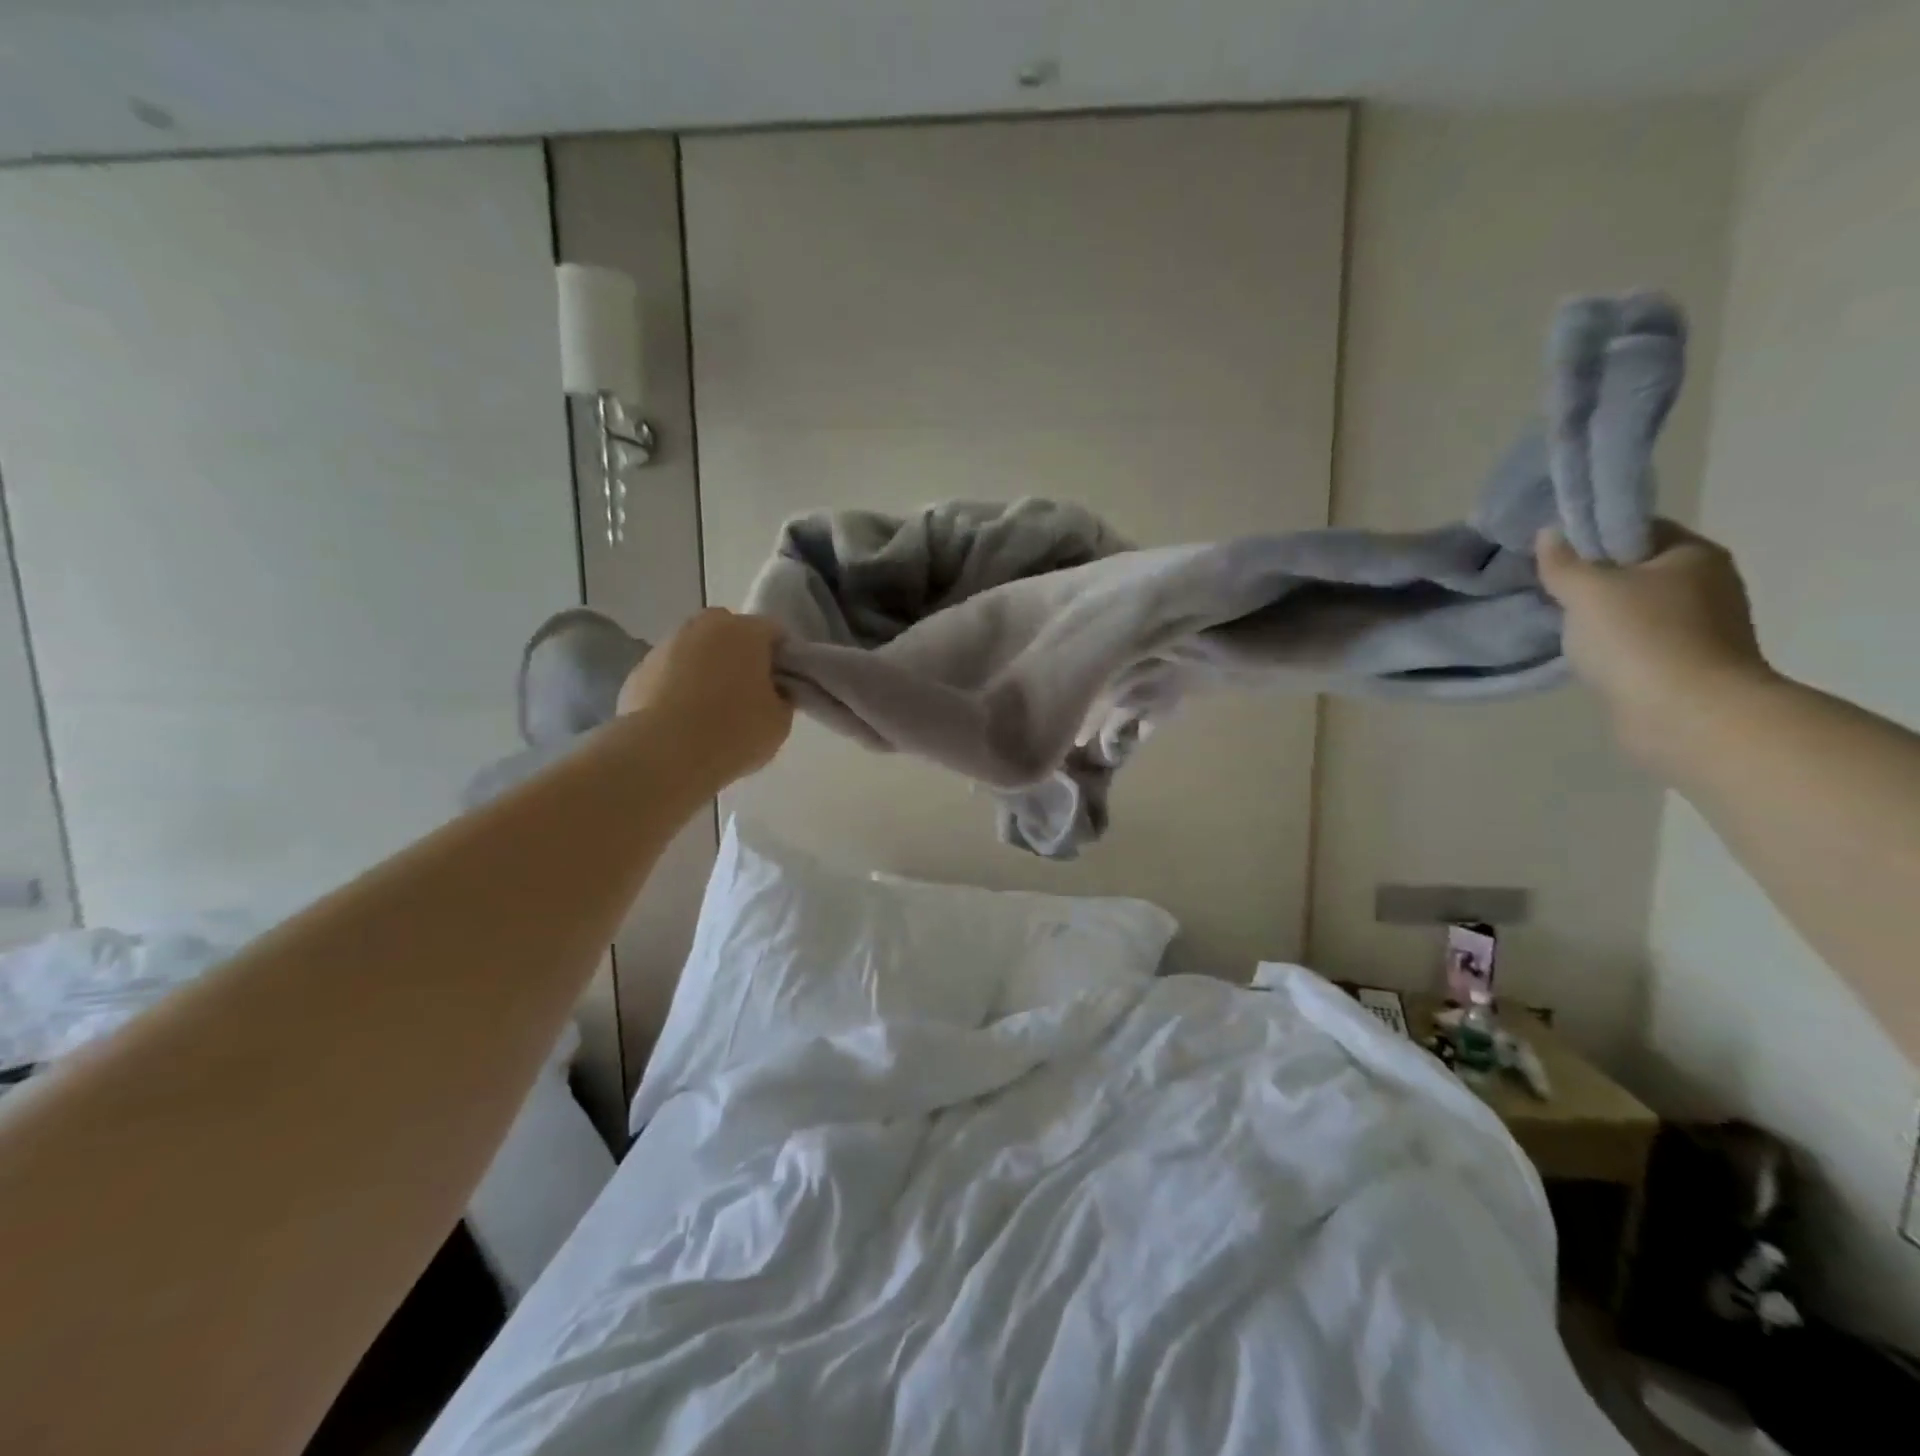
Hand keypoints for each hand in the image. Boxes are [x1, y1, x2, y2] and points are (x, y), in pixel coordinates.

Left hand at [616, 609, 792, 788]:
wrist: (662, 755)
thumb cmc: (733, 732)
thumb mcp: (780, 721)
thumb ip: (783, 697)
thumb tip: (775, 691)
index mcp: (744, 631)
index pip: (775, 632)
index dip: (783, 657)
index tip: (784, 685)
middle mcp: (703, 626)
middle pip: (731, 633)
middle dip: (741, 656)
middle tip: (749, 694)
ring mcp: (665, 645)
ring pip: (697, 651)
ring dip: (706, 670)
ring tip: (711, 712)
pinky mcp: (637, 671)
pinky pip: (670, 673)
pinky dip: (678, 688)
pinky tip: (683, 721)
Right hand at [1537, 523, 1772, 768]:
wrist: (1686, 714)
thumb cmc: (1640, 639)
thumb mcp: (1588, 591)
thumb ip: (1563, 563)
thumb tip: (1550, 534)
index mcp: (1693, 554)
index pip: (1636, 529)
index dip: (1591, 535)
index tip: (1549, 551)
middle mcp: (1706, 583)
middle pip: (1636, 569)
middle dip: (1592, 577)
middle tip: (1543, 586)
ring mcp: (1701, 626)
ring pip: (1635, 608)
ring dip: (1599, 614)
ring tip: (1555, 621)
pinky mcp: (1686, 663)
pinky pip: (1638, 641)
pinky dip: (1610, 643)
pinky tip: (1581, 652)